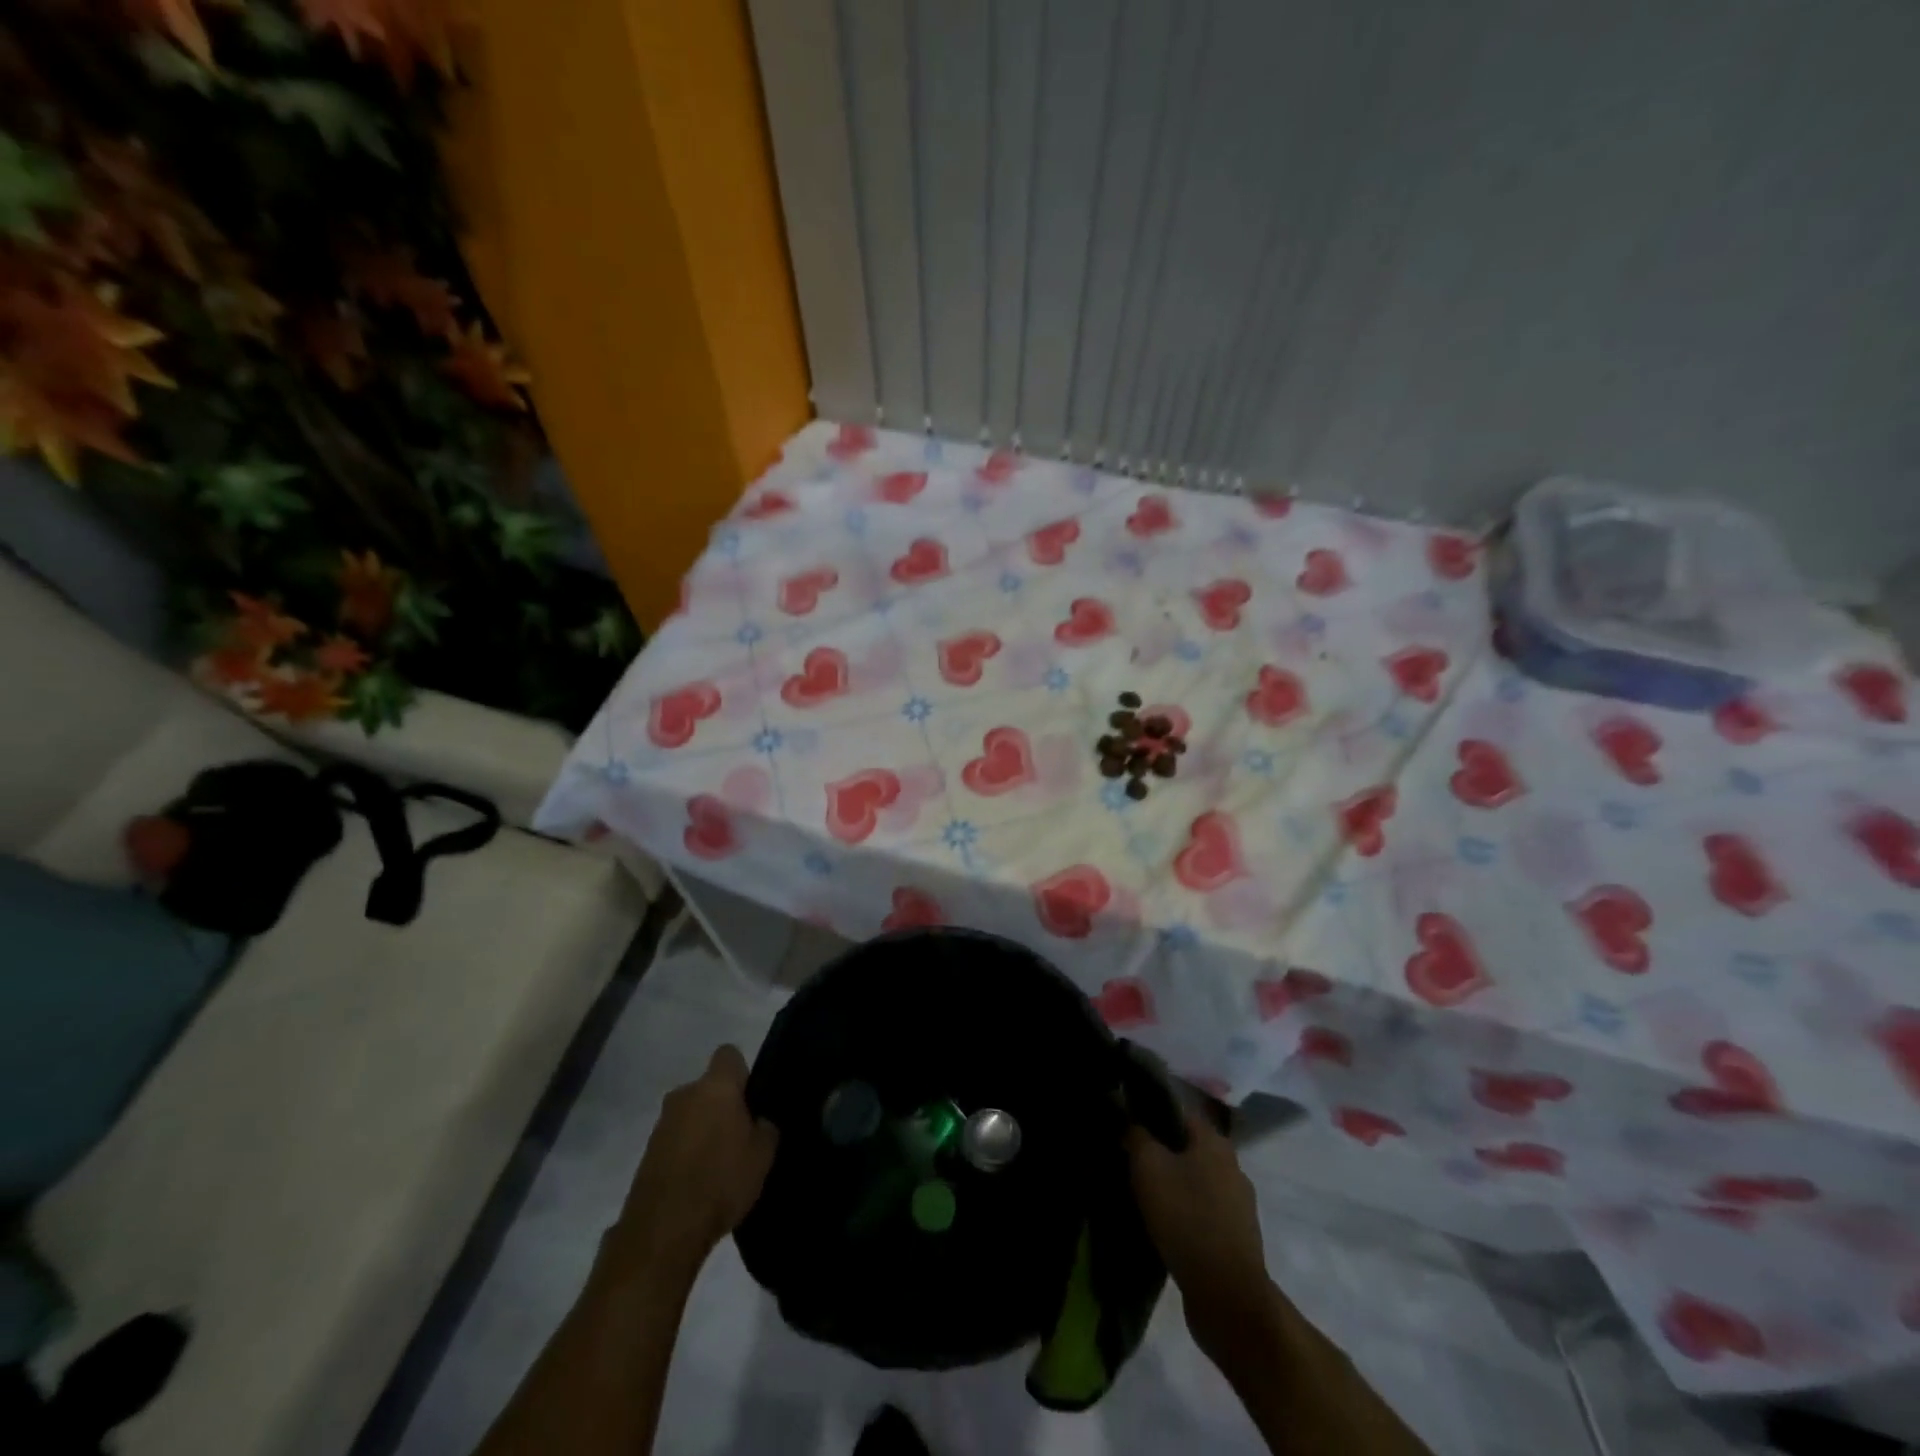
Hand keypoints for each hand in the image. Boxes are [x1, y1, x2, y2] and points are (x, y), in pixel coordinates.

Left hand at [605, 1045, 778, 1281]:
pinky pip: (674, 1141)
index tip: (751, 1098)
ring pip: (690, 1115)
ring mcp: (661, 1124)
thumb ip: (765, 1128)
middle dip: (721, 1105)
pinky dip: (685, 1154)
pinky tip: (697, 1182)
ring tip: (717, 1166)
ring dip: (702, 1130)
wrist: (664, 1230)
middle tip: (739, 1136)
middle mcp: (684, 1094)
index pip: (729, 1054)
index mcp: (716, 1086)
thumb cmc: (721, 1180)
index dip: (742, 1072)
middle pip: (708, 1088)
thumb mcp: (763, 1155)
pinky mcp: (646, 1153)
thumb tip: (757, 1121)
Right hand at [1125, 1104, 1278, 1362]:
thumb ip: (1136, 1135)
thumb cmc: (1186, 1218)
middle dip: (1158, 1150)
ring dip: (1170, 1183)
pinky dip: (1181, 1212)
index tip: (1123, 1120)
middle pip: (1186, 1146)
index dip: (1149, 1110)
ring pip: (1194, 1180)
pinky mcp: (1235, 1238)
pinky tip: (1160, 1222)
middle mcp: (1232, 1166)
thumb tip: (1129, 1120)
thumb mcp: (1148, 1167)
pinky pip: (1201, 1212)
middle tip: (1126, 1156)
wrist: (1227, 1297)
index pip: (1178, 1110)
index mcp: (1215, 1142)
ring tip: (1138, 1192)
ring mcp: (1237, 1205)